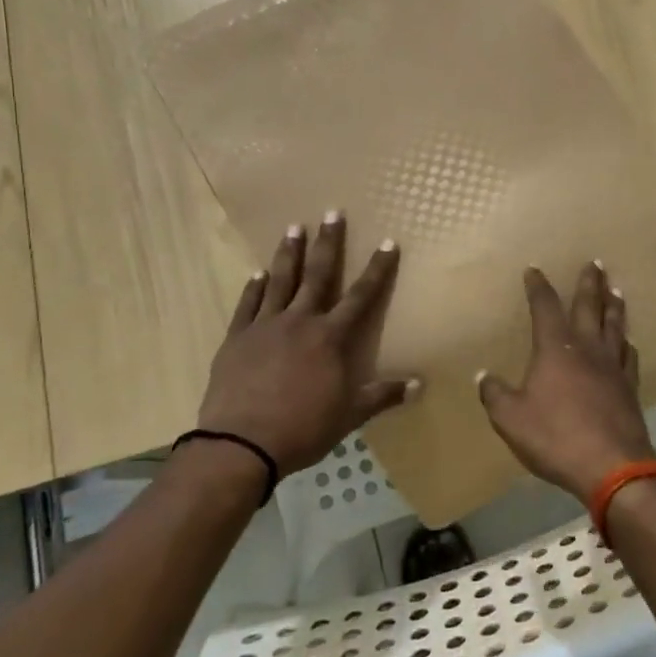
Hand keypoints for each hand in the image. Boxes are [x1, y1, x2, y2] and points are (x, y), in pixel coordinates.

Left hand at [195, 214, 415, 478]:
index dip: (377, 269)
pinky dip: (253, 287)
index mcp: (330, 338)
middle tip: (332, 212)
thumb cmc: (302, 428)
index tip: (388, 242)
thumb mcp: (349, 415)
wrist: (241, 444)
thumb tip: (419, 385)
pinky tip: (257, 274)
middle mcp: (299, 322)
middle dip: (327, 243)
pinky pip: (247, 305)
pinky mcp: (236, 339)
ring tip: (293, 227)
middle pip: (317, 275)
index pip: (361, 296)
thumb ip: (382, 395)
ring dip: (288, 253)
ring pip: (280, 281)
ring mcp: (264, 327)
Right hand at [477, 263, 655, 502]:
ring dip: (613, 304)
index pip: (545, 307)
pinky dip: (627, 342)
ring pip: (615, 325)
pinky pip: (629, 354)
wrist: (612, 465)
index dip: (538, 287)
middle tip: (595, 262)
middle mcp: (587, 348)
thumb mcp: (510, 419)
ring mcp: (613, 366)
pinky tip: (628, 341)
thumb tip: (483, 376)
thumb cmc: (556, 437)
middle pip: (589, 306)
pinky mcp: (630, 386)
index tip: (534, 270)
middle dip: (589, 283)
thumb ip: (495, 394)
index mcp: (556, 349)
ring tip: (615, 289)